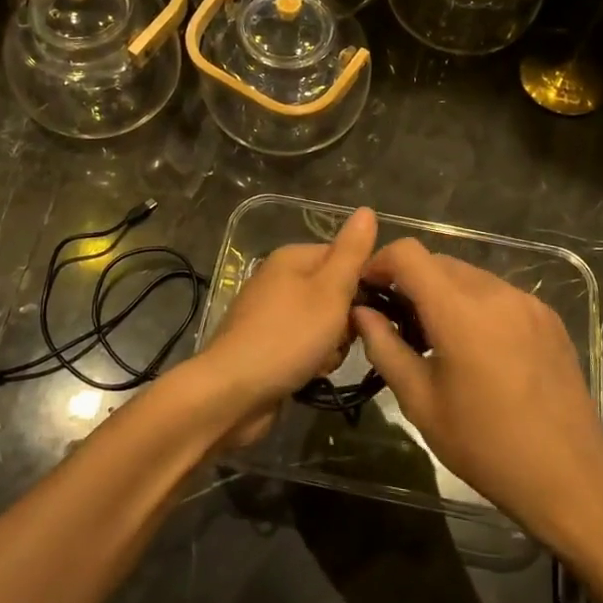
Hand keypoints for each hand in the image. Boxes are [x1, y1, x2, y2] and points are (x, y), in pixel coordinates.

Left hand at [186, 207, 376, 444]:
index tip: (369, 309)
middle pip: (335, 294)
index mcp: (292, 258)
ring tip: (321, 361)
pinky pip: (305, 346)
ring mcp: (271, 314)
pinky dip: (312, 360)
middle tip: (340, 338)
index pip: (345, 258)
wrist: (232, 392)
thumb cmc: (287, 336)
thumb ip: (352, 252)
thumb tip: (366, 210)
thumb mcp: (329, 291)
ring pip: (324, 325)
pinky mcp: (267, 346)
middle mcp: (279, 280)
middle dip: (345, 321)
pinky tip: (309, 375)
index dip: (362, 284)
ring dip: (331, 347)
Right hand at [353, 238, 602, 545]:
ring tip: (436, 337)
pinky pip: (498, 294)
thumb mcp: (420, 402)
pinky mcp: (548, 317)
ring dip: (442, 292)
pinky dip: (475, 305)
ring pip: (469, 276)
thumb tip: (361, 312)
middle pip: (438, 262)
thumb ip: (385, 347)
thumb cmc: (485, 445)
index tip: (367, 290)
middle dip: (409, 280)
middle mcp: (495, 292)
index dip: (379, 262)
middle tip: (395, 321)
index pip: (408, 254)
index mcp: (459, 311)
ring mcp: (527, 302)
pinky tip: (477, 347)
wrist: (571, 477)